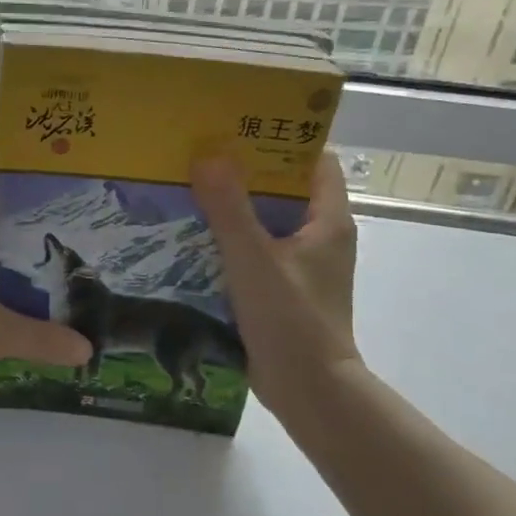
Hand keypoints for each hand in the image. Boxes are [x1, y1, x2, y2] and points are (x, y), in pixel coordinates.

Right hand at [191, 150, 362, 416]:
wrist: (308, 390)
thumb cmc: (290, 318)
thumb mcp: (253, 258)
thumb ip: (229, 207)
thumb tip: (208, 154)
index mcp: (327, 220)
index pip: (314, 161)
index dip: (282, 139)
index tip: (239, 125)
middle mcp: (319, 236)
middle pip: (284, 189)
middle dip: (245, 171)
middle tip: (200, 154)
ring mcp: (302, 265)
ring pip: (266, 222)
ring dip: (233, 207)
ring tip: (188, 189)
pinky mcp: (283, 289)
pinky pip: (255, 251)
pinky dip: (229, 241)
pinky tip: (192, 238)